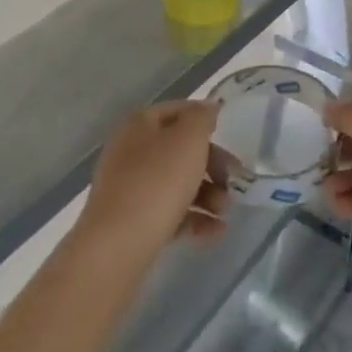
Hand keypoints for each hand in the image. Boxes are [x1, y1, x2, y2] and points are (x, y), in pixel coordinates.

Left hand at [78, 101, 231, 257]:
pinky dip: (193, 219)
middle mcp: (130, 151)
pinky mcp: (131, 221)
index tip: (231, 138)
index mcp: (139, 124)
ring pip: (176, 183)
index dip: (206, 120)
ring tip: (225, 212)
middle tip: (233, 181)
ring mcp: (128, 187)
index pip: (179, 111)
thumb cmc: (158, 181)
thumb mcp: (189, 139)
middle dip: (211, 166)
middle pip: (179, 150)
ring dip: (207, 195)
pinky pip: (168, 213)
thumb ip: (202, 118)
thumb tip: (208, 107)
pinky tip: (215, 232)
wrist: (118, 244)